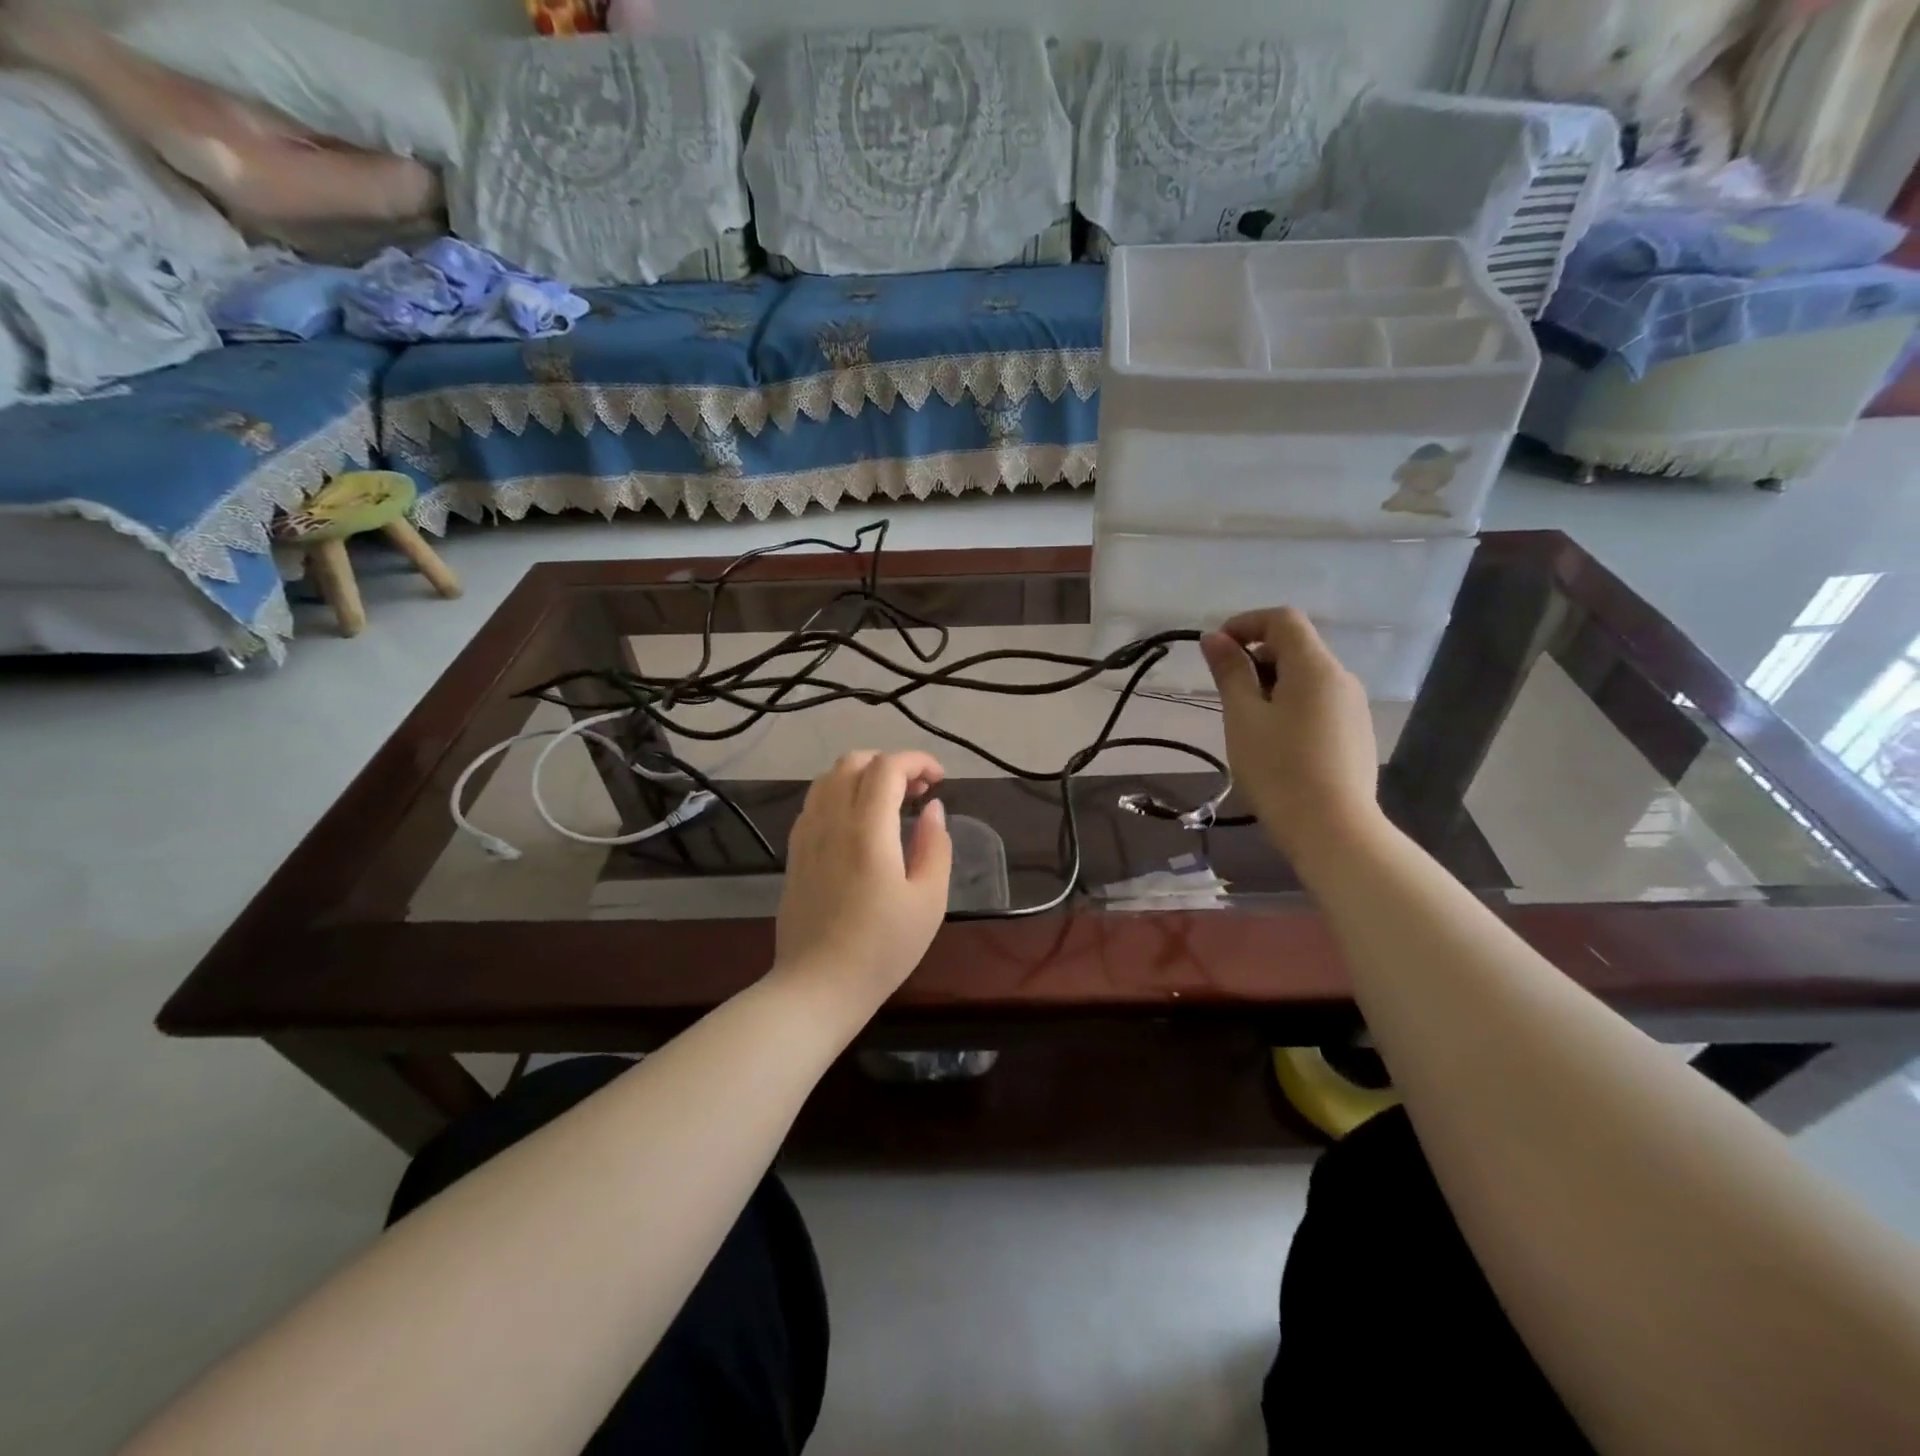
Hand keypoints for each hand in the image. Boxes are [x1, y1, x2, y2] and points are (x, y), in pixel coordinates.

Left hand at [773, 751, 952, 1012]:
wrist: (817, 987)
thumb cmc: (882, 948)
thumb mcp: (928, 901)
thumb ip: (935, 846)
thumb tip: (932, 809)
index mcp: (867, 830)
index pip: (887, 767)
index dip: (917, 761)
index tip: (939, 779)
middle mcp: (831, 821)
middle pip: (854, 762)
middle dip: (890, 764)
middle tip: (917, 792)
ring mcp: (806, 835)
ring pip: (829, 778)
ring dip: (863, 775)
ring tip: (889, 803)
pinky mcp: (795, 853)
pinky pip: (814, 802)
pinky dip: (840, 794)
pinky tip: (858, 824)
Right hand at [1200, 609, 1384, 864]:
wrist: (1333, 830)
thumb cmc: (1278, 769)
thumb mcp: (1243, 718)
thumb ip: (1230, 673)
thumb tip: (1215, 638)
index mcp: (1315, 667)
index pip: (1282, 619)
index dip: (1245, 623)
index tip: (1216, 651)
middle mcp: (1341, 678)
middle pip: (1296, 647)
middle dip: (1256, 657)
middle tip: (1226, 694)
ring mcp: (1353, 707)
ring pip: (1307, 677)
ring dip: (1271, 684)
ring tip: (1247, 723)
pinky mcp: (1355, 733)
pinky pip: (1318, 702)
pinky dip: (1291, 705)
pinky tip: (1275, 743)